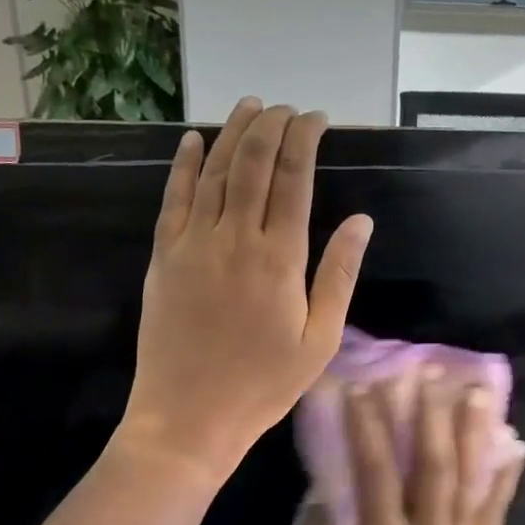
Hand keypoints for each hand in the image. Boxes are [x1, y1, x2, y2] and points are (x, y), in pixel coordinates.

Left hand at [118, 98, 372, 479]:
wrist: (188, 417)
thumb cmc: (262, 384)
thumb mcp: (319, 340)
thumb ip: (339, 276)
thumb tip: (361, 220)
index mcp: (280, 259)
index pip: (294, 179)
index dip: (305, 140)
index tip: (316, 118)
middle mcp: (235, 238)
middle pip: (253, 164)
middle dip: (271, 127)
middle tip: (286, 108)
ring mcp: (194, 244)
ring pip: (215, 172)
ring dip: (233, 133)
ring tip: (249, 106)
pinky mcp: (164, 256)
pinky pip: (173, 198)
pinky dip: (184, 164)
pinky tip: (194, 139)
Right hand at [301, 374, 524, 524]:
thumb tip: (321, 505)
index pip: (376, 474)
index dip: (367, 429)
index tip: (361, 389)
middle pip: (430, 465)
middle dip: (426, 415)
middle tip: (426, 373)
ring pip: (468, 479)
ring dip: (471, 433)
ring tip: (476, 392)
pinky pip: (496, 511)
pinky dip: (507, 477)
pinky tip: (517, 448)